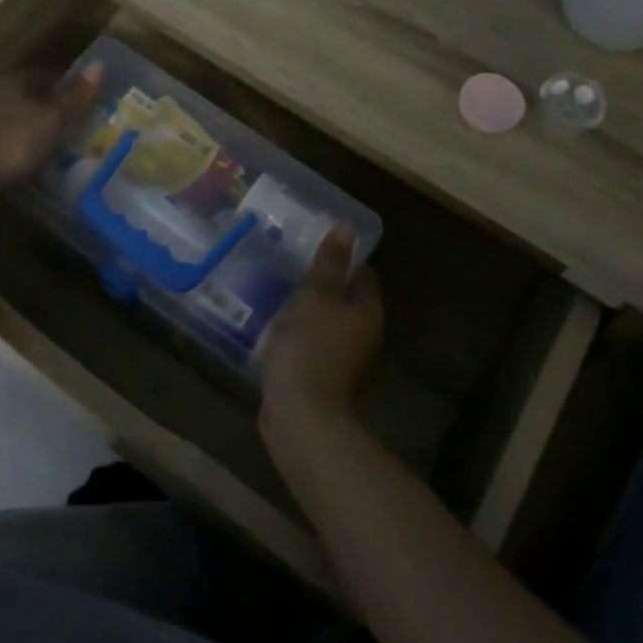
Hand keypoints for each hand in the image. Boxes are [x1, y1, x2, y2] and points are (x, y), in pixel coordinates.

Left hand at [0, 65, 100, 204]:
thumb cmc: (14, 141)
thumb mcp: (54, 119)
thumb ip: (77, 96)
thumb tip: (100, 66)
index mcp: (15, 80)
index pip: (49, 73)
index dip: (71, 83)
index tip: (89, 98)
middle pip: (34, 92)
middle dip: (56, 104)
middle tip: (79, 120)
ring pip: (21, 113)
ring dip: (40, 123)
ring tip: (62, 139)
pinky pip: (11, 133)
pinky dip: (26, 139)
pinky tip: (36, 154)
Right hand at [259, 226, 383, 433]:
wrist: (300, 414)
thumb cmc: (310, 345)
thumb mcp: (316, 295)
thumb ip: (329, 262)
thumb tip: (347, 228)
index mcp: (367, 309)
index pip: (362, 273)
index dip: (342, 257)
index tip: (315, 244)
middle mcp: (363, 332)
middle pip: (345, 297)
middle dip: (322, 282)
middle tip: (291, 263)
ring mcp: (343, 357)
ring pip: (327, 321)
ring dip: (308, 308)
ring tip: (277, 290)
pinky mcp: (321, 375)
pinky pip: (312, 342)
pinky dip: (298, 332)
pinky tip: (275, 326)